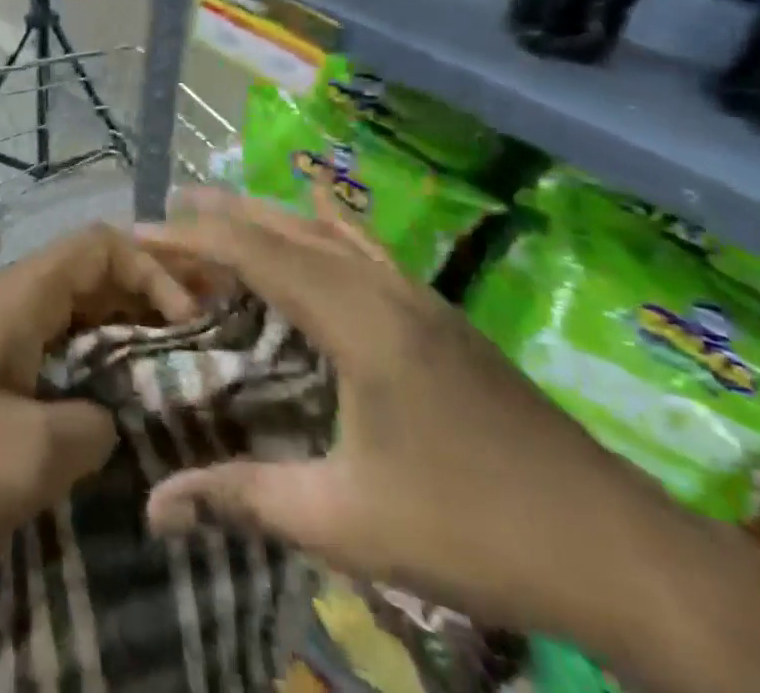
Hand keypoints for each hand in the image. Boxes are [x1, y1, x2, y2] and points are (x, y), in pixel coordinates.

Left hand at [0, 225, 199, 569]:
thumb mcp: (29, 457)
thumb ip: (92, 428)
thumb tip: (110, 419)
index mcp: (20, 297)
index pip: (99, 245)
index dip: (152, 269)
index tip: (187, 325)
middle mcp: (8, 302)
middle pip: (90, 273)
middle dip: (146, 296)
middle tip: (201, 341)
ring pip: (71, 313)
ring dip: (120, 333)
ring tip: (169, 372)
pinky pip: (49, 351)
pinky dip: (88, 365)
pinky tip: (108, 408)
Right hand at [140, 188, 709, 648]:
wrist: (620, 551)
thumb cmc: (473, 530)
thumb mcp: (347, 522)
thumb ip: (244, 501)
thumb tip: (153, 506)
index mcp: (355, 320)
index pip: (255, 253)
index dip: (192, 237)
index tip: (139, 232)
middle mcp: (382, 288)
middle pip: (286, 228)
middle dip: (222, 214)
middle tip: (166, 212)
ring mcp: (416, 296)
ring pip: (325, 230)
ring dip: (268, 215)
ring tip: (219, 207)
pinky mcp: (438, 313)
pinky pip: (365, 245)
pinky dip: (327, 222)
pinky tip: (320, 211)